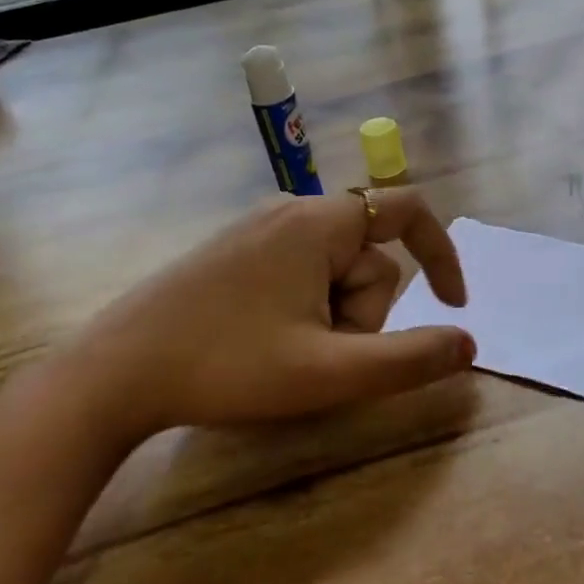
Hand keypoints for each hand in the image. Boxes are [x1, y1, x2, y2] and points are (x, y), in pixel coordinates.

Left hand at [51, 189, 474, 441]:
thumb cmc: (228, 366)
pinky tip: (264, 342)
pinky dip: (305, 309)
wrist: (115, 372)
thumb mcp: (330, 372)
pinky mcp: (235, 252)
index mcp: (319, 223)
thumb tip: (468, 342)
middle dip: (362, 312)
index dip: (442, 254)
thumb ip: (409, 359)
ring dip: (332, 317)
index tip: (452, 305)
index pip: (408, 211)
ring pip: (333, 270)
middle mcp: (292, 211)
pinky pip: (300, 272)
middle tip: (318, 355)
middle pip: (368, 256)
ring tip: (285, 353)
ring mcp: (258, 229)